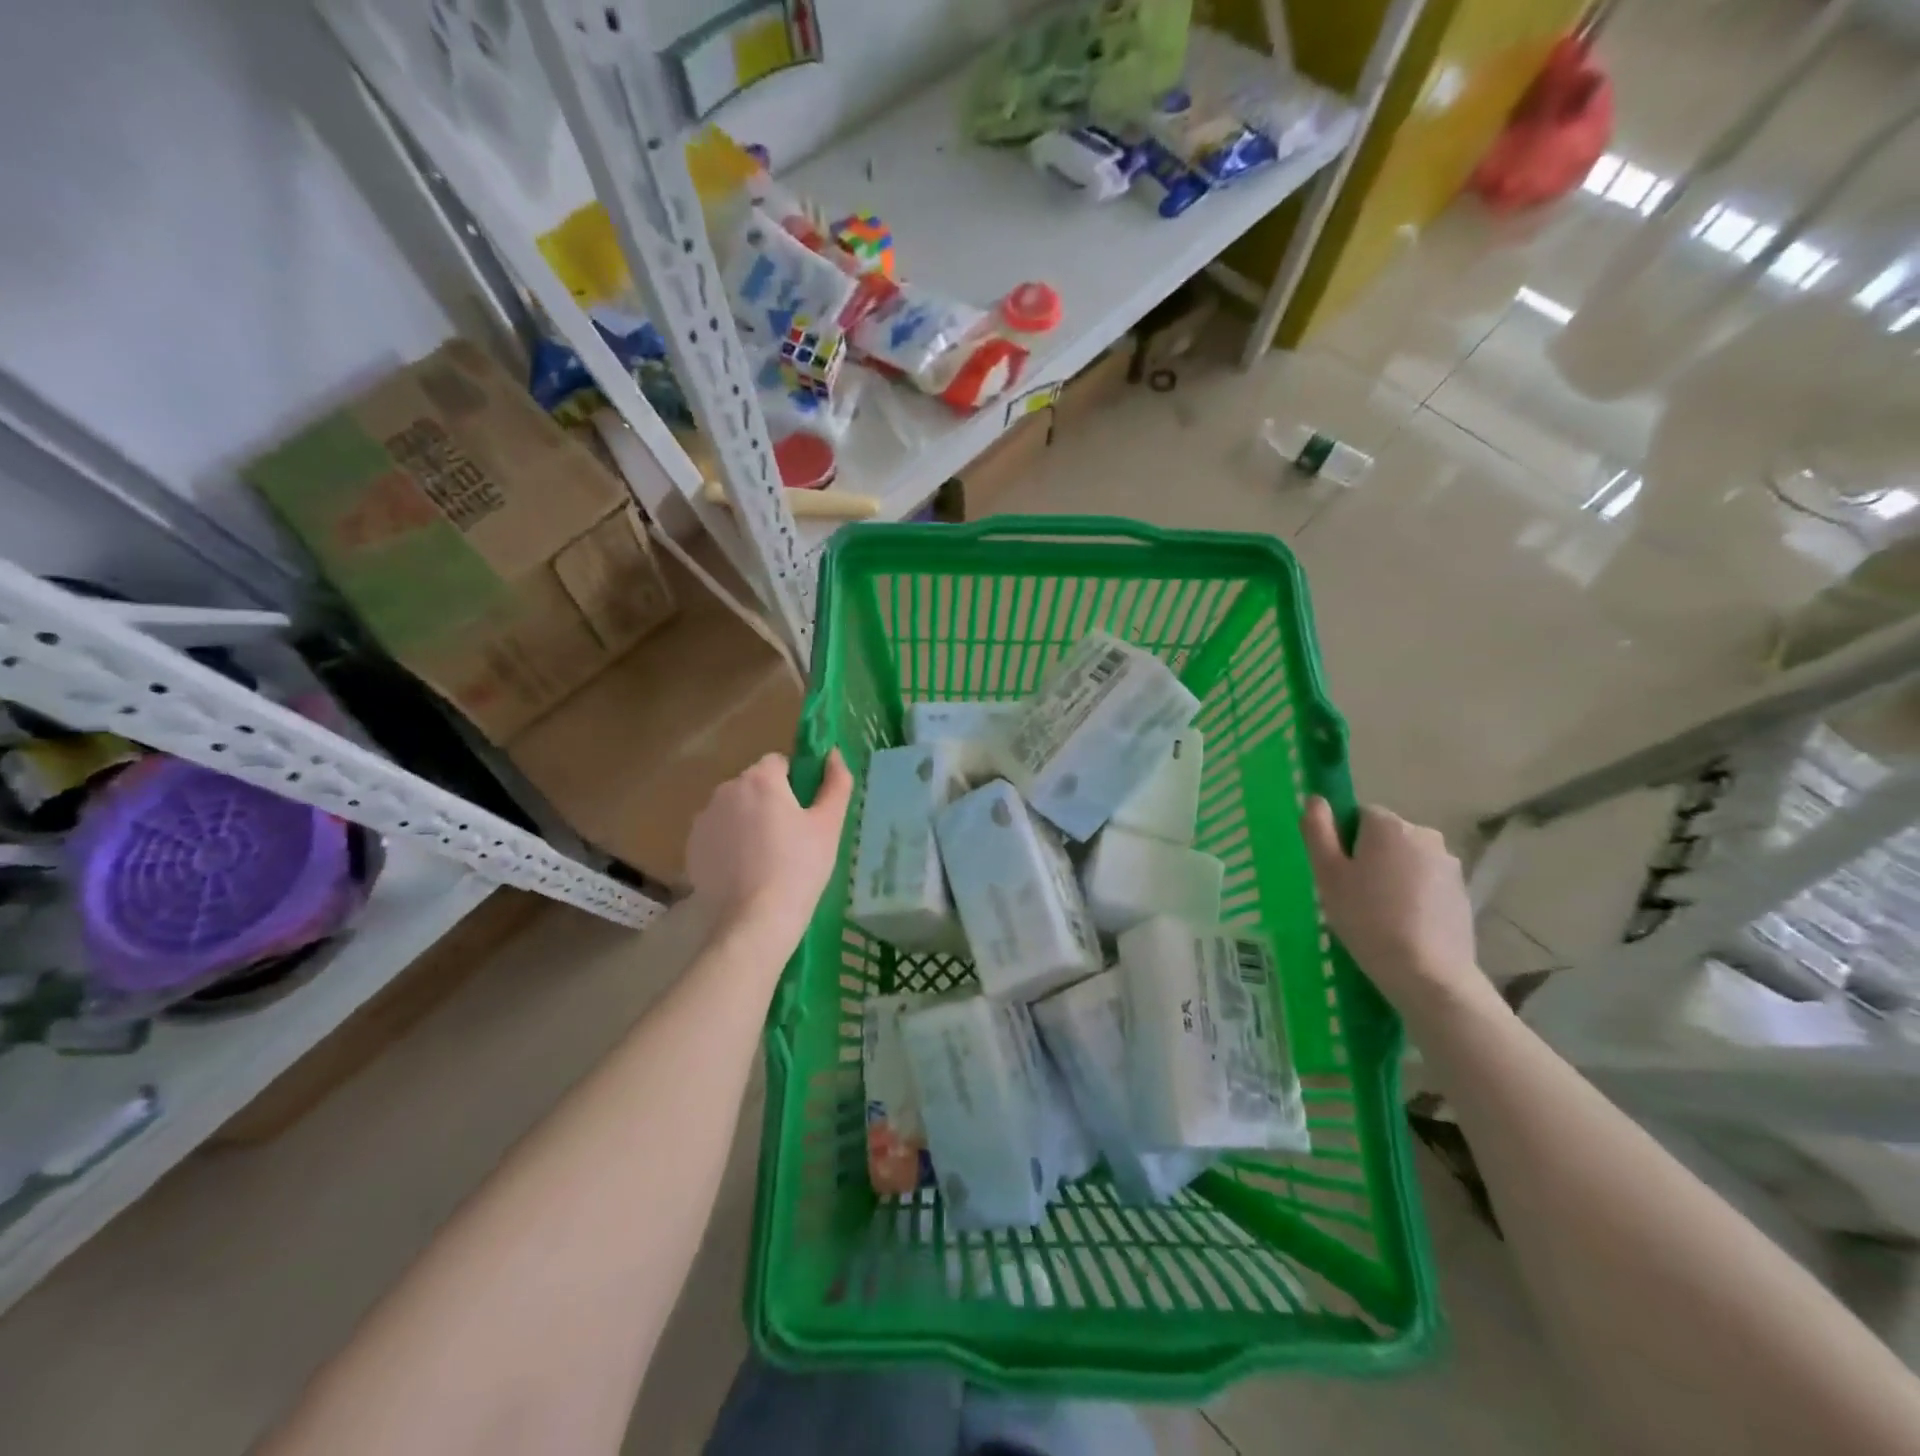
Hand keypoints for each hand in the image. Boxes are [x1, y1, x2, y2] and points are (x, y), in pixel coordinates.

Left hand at [686, 750, 852, 946]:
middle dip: (770, 802)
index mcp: (761, 779)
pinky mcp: (691, 847)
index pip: (779, 762)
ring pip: (734, 809)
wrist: (756, 918)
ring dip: (748, 821)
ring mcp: (704, 819)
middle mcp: (727, 790)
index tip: (805, 812)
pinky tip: (745, 871)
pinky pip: (717, 834)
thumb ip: (837, 783)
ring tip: (766, 858)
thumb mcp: (829, 824)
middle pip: (754, 785)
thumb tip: (834, 754)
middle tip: (790, 837)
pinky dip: (730, 844)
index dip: (795, 783)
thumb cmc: (800, 866)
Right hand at [1301, 798, 1487, 1016]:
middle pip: (1385, 836)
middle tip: (1354, 895)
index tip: (1339, 874)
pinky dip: (1414, 895)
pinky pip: (1427, 882)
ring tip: (1381, 914)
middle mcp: (1425, 835)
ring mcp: (1449, 864)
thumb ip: (1318, 831)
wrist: (1427, 973)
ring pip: (1407, 860)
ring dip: (1393, 876)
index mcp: (1388, 826)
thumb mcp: (1327, 874)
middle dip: (1370, 857)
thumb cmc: (1366, 918)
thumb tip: (1315, 798)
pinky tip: (1405, 924)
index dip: (1344, 842)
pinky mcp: (1463, 892)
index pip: (1358, 816)